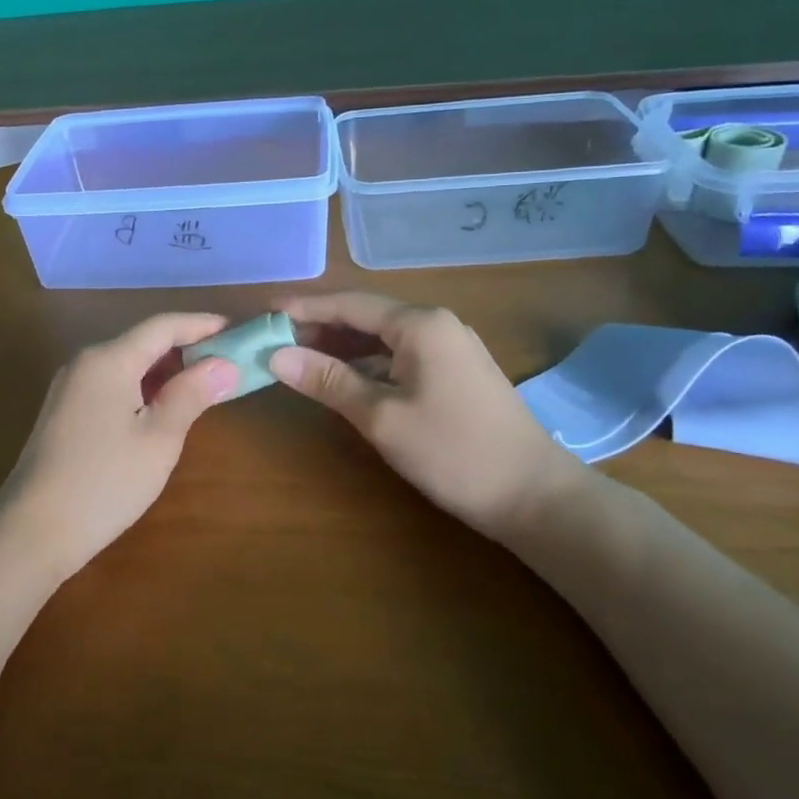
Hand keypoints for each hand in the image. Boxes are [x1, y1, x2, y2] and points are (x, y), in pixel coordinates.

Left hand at [0, 313, 238, 582]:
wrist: (32, 531)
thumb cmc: (105, 482)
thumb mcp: (159, 438)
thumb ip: (191, 394)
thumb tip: (224, 365)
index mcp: (108, 359)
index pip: (163, 326)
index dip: (202, 325)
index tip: (236, 330)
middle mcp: (85, 362)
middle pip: (143, 342)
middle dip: (186, 348)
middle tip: (227, 363)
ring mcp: (69, 387)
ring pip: (126, 364)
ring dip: (165, 371)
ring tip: (203, 385)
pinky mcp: (63, 412)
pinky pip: (111, 384)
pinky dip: (142, 388)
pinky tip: (162, 408)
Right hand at [269, 292, 589, 538]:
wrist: (533, 495)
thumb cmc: (453, 451)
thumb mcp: (381, 416)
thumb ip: (328, 380)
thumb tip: (276, 356)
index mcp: (420, 324)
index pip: (349, 303)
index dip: (304, 308)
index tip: (265, 313)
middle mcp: (436, 324)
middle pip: (366, 316)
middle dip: (320, 327)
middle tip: (275, 342)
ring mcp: (450, 348)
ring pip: (383, 337)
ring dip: (343, 347)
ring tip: (300, 360)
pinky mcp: (456, 372)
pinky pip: (400, 355)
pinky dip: (368, 364)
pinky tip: (345, 380)